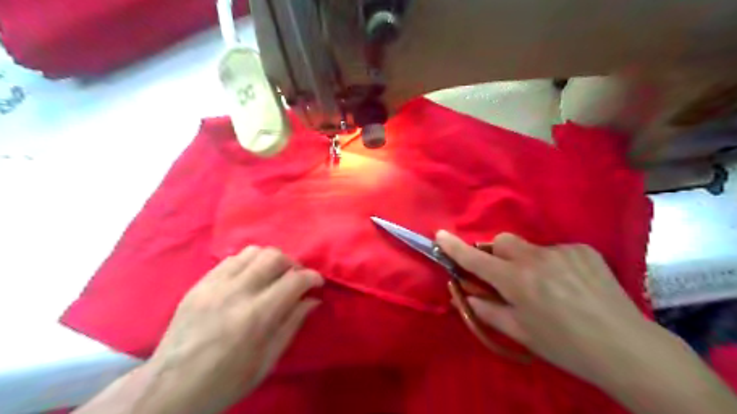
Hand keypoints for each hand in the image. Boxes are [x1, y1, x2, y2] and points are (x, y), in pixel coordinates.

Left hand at [137, 247, 323, 413]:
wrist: (171, 388)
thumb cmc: (226, 380)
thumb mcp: (268, 360)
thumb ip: (292, 324)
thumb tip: (313, 300)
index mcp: (257, 316)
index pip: (295, 280)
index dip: (313, 277)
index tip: (318, 283)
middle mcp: (237, 292)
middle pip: (275, 256)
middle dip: (293, 264)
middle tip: (295, 279)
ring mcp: (215, 284)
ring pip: (253, 251)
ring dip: (270, 260)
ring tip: (273, 276)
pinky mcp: (200, 283)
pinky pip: (231, 259)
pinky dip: (248, 263)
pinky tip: (249, 278)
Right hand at [437, 232, 671, 387]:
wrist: (626, 348)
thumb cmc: (565, 346)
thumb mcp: (520, 332)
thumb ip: (486, 310)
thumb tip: (464, 293)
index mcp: (517, 281)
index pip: (476, 259)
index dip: (455, 247)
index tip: (440, 235)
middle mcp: (537, 258)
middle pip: (502, 240)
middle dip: (496, 253)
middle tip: (507, 276)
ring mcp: (562, 251)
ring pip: (529, 247)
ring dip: (526, 261)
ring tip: (547, 286)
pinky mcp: (583, 249)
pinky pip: (555, 250)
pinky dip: (552, 263)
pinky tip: (570, 284)